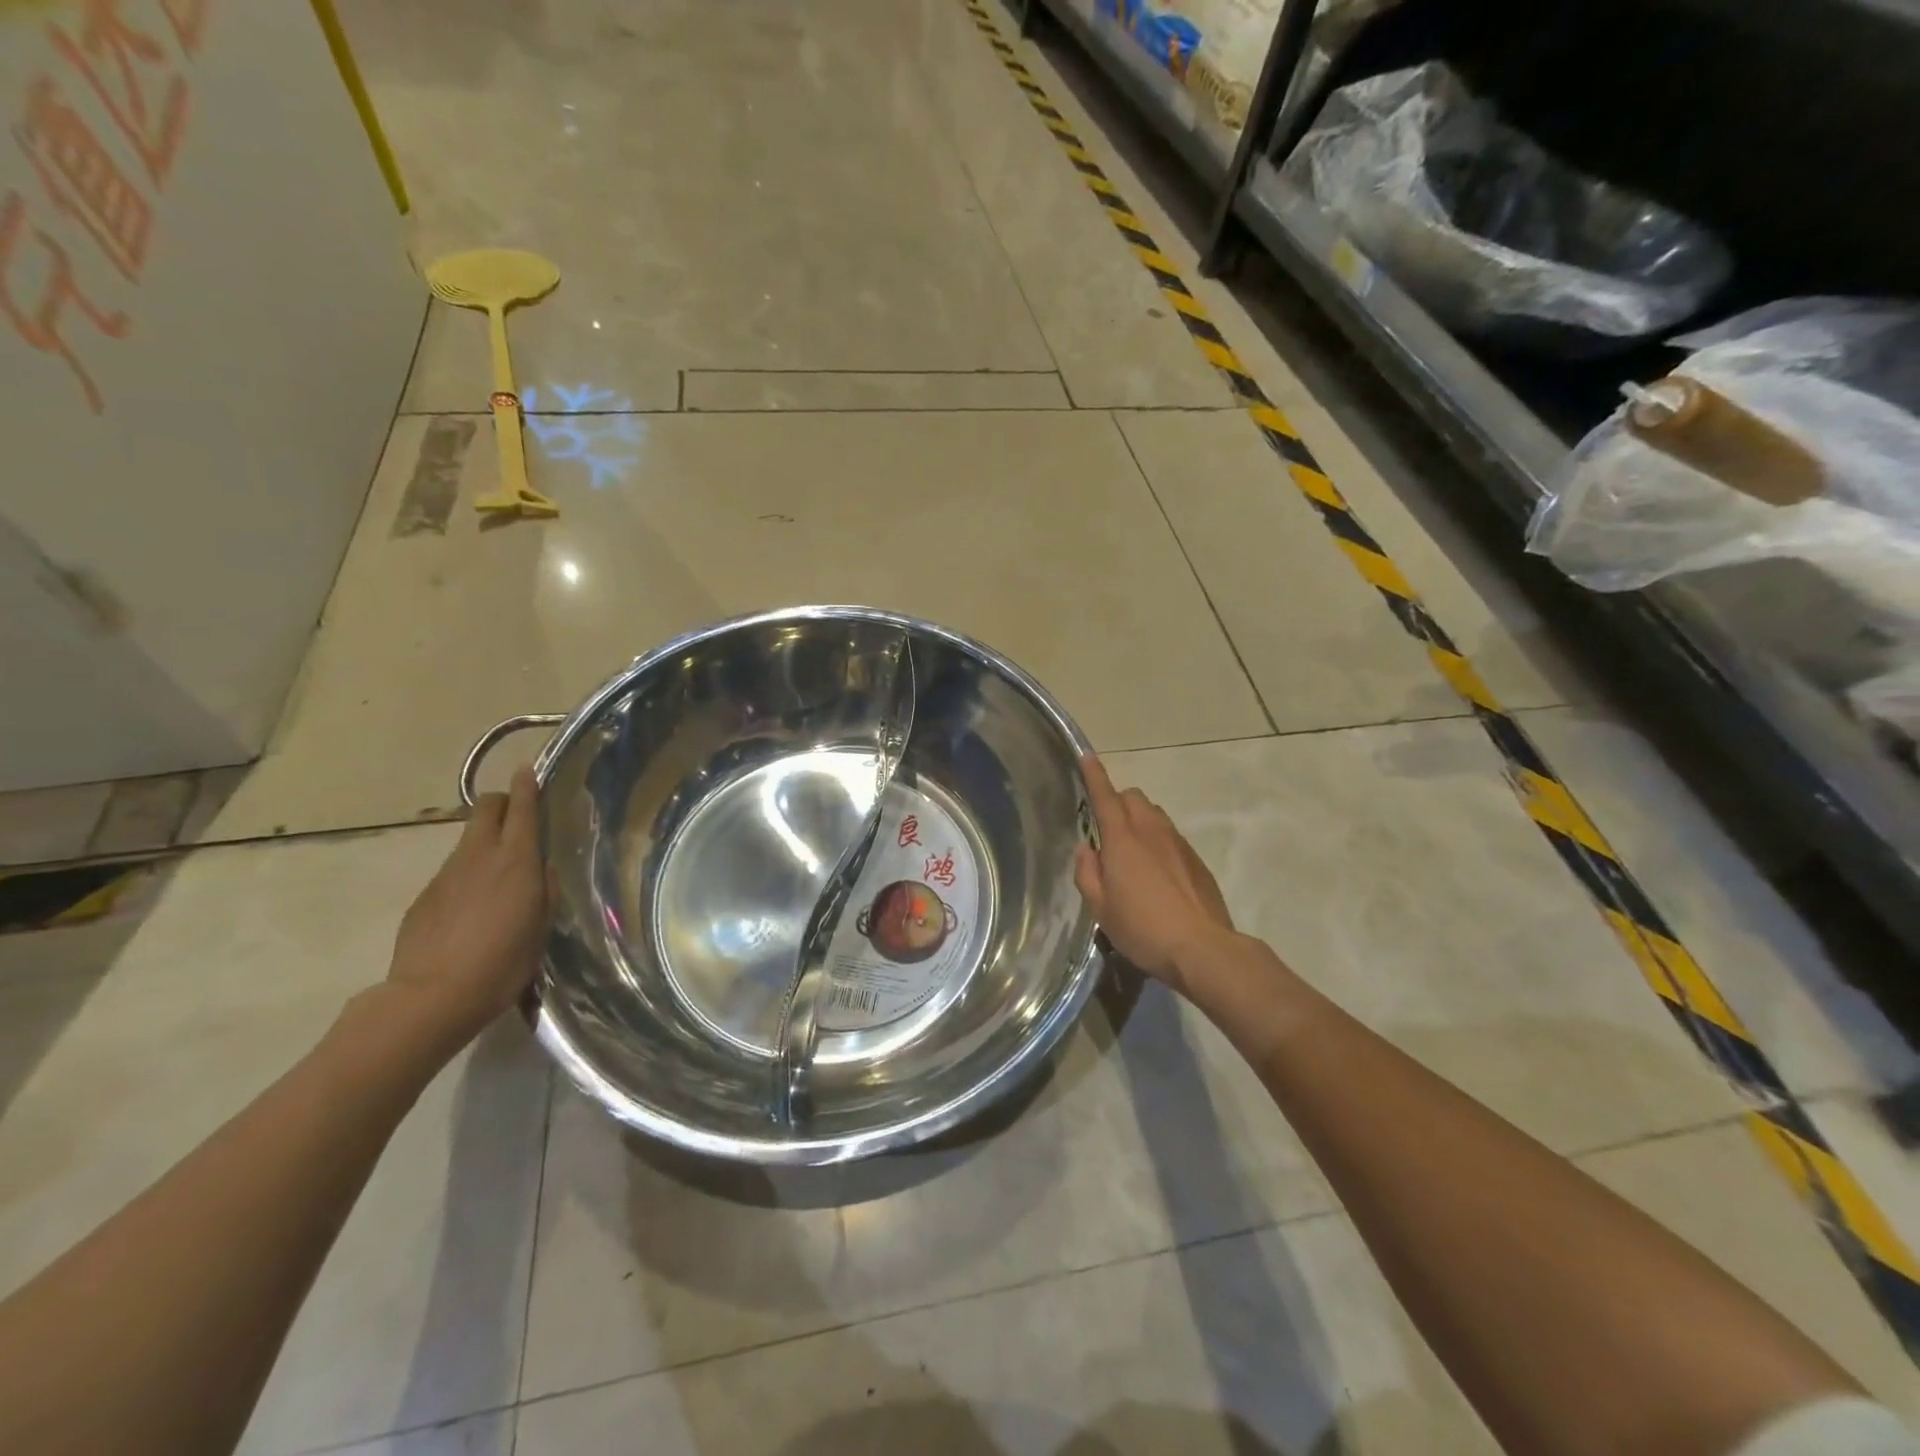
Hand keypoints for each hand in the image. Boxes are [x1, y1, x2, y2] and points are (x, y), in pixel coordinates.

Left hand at [387, 766, 552, 1042]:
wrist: (431, 997)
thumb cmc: (502, 963)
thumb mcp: (540, 927)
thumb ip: (544, 890)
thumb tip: (541, 866)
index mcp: (516, 861)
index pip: (521, 809)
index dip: (525, 786)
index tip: (527, 770)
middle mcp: (479, 857)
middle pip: (485, 808)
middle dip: (501, 803)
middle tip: (516, 816)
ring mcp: (446, 874)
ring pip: (469, 839)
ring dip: (485, 841)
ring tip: (499, 870)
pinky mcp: (425, 895)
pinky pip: (452, 871)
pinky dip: (467, 874)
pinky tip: (473, 905)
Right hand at [1074, 754, 1234, 989]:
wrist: (1203, 947)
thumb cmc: (1143, 929)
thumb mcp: (1101, 909)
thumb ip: (1088, 874)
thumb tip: (1087, 850)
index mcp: (1122, 840)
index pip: (1105, 797)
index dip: (1094, 775)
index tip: (1087, 756)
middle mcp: (1151, 831)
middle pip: (1132, 797)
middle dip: (1117, 801)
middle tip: (1107, 829)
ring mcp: (1177, 843)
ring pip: (1154, 814)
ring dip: (1138, 820)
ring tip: (1132, 852)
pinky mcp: (1196, 859)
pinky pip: (1171, 836)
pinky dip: (1158, 841)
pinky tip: (1157, 873)